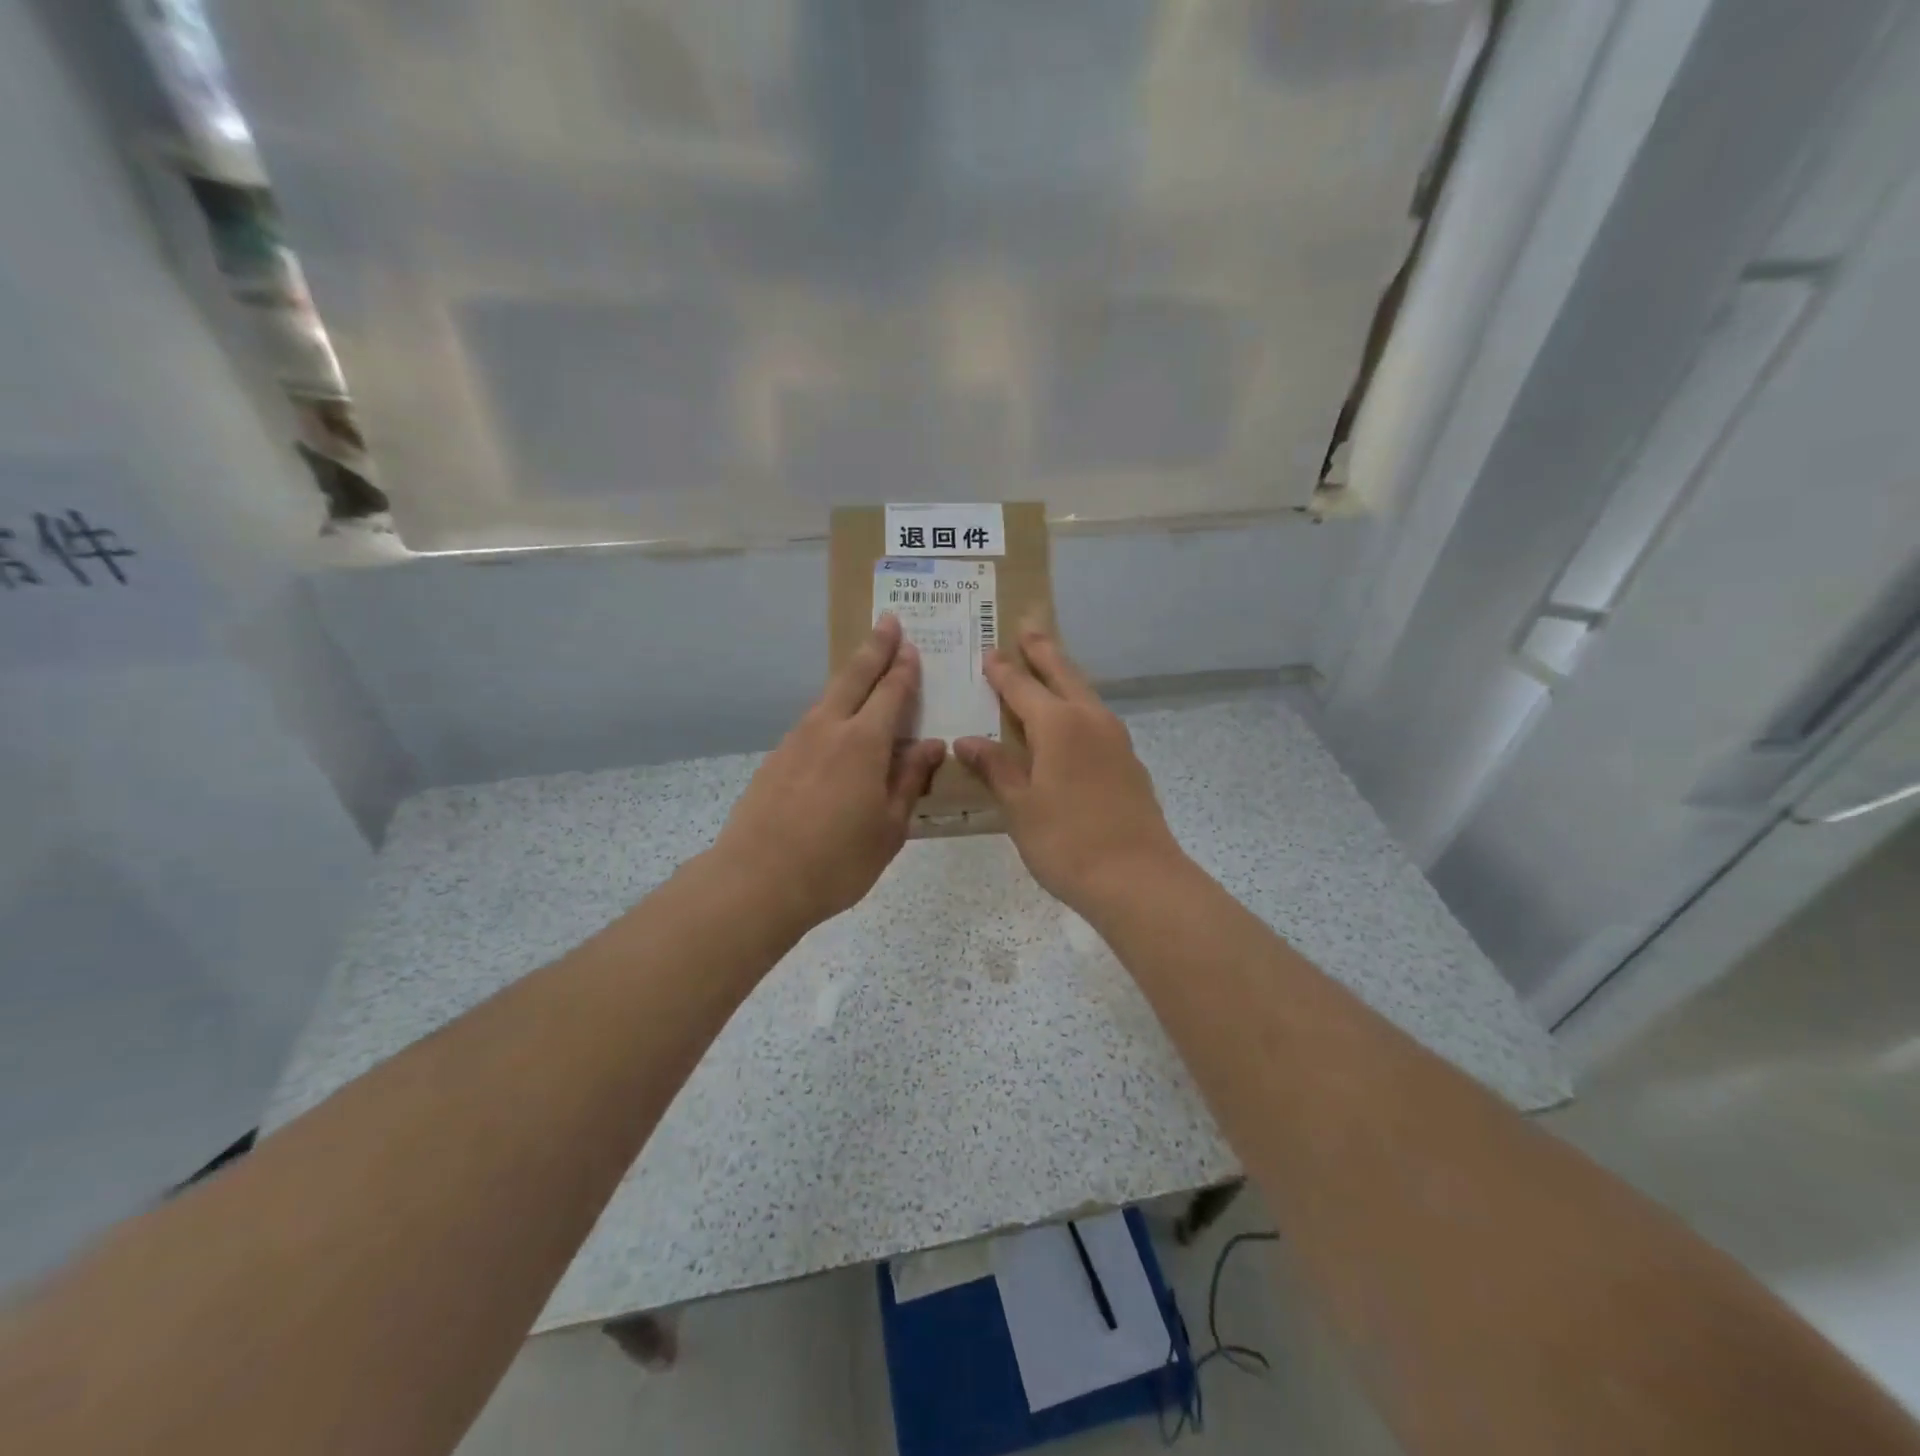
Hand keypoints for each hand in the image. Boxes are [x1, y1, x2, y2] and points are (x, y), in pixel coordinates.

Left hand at [712, 614, 946, 930]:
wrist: (756, 880)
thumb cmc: (837, 861)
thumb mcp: (889, 827)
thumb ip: (909, 780)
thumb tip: (931, 745)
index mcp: (864, 743)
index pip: (890, 693)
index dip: (903, 668)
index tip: (911, 644)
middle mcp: (828, 729)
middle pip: (854, 676)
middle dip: (874, 647)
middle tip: (888, 621)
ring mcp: (796, 741)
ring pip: (828, 696)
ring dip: (850, 677)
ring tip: (865, 669)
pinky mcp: (775, 759)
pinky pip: (812, 722)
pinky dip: (831, 710)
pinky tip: (835, 725)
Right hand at [953, 624, 1185, 914]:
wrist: (1138, 879)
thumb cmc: (1067, 842)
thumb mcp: (1020, 806)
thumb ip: (995, 768)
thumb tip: (967, 740)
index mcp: (1058, 724)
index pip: (1021, 687)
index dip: (1001, 670)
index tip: (988, 651)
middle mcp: (1090, 720)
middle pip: (1063, 674)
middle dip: (1043, 650)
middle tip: (1028, 626)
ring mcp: (1115, 739)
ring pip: (1085, 693)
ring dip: (1065, 674)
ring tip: (1050, 665)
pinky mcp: (1128, 761)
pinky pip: (1096, 718)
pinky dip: (1078, 705)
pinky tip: (1072, 722)